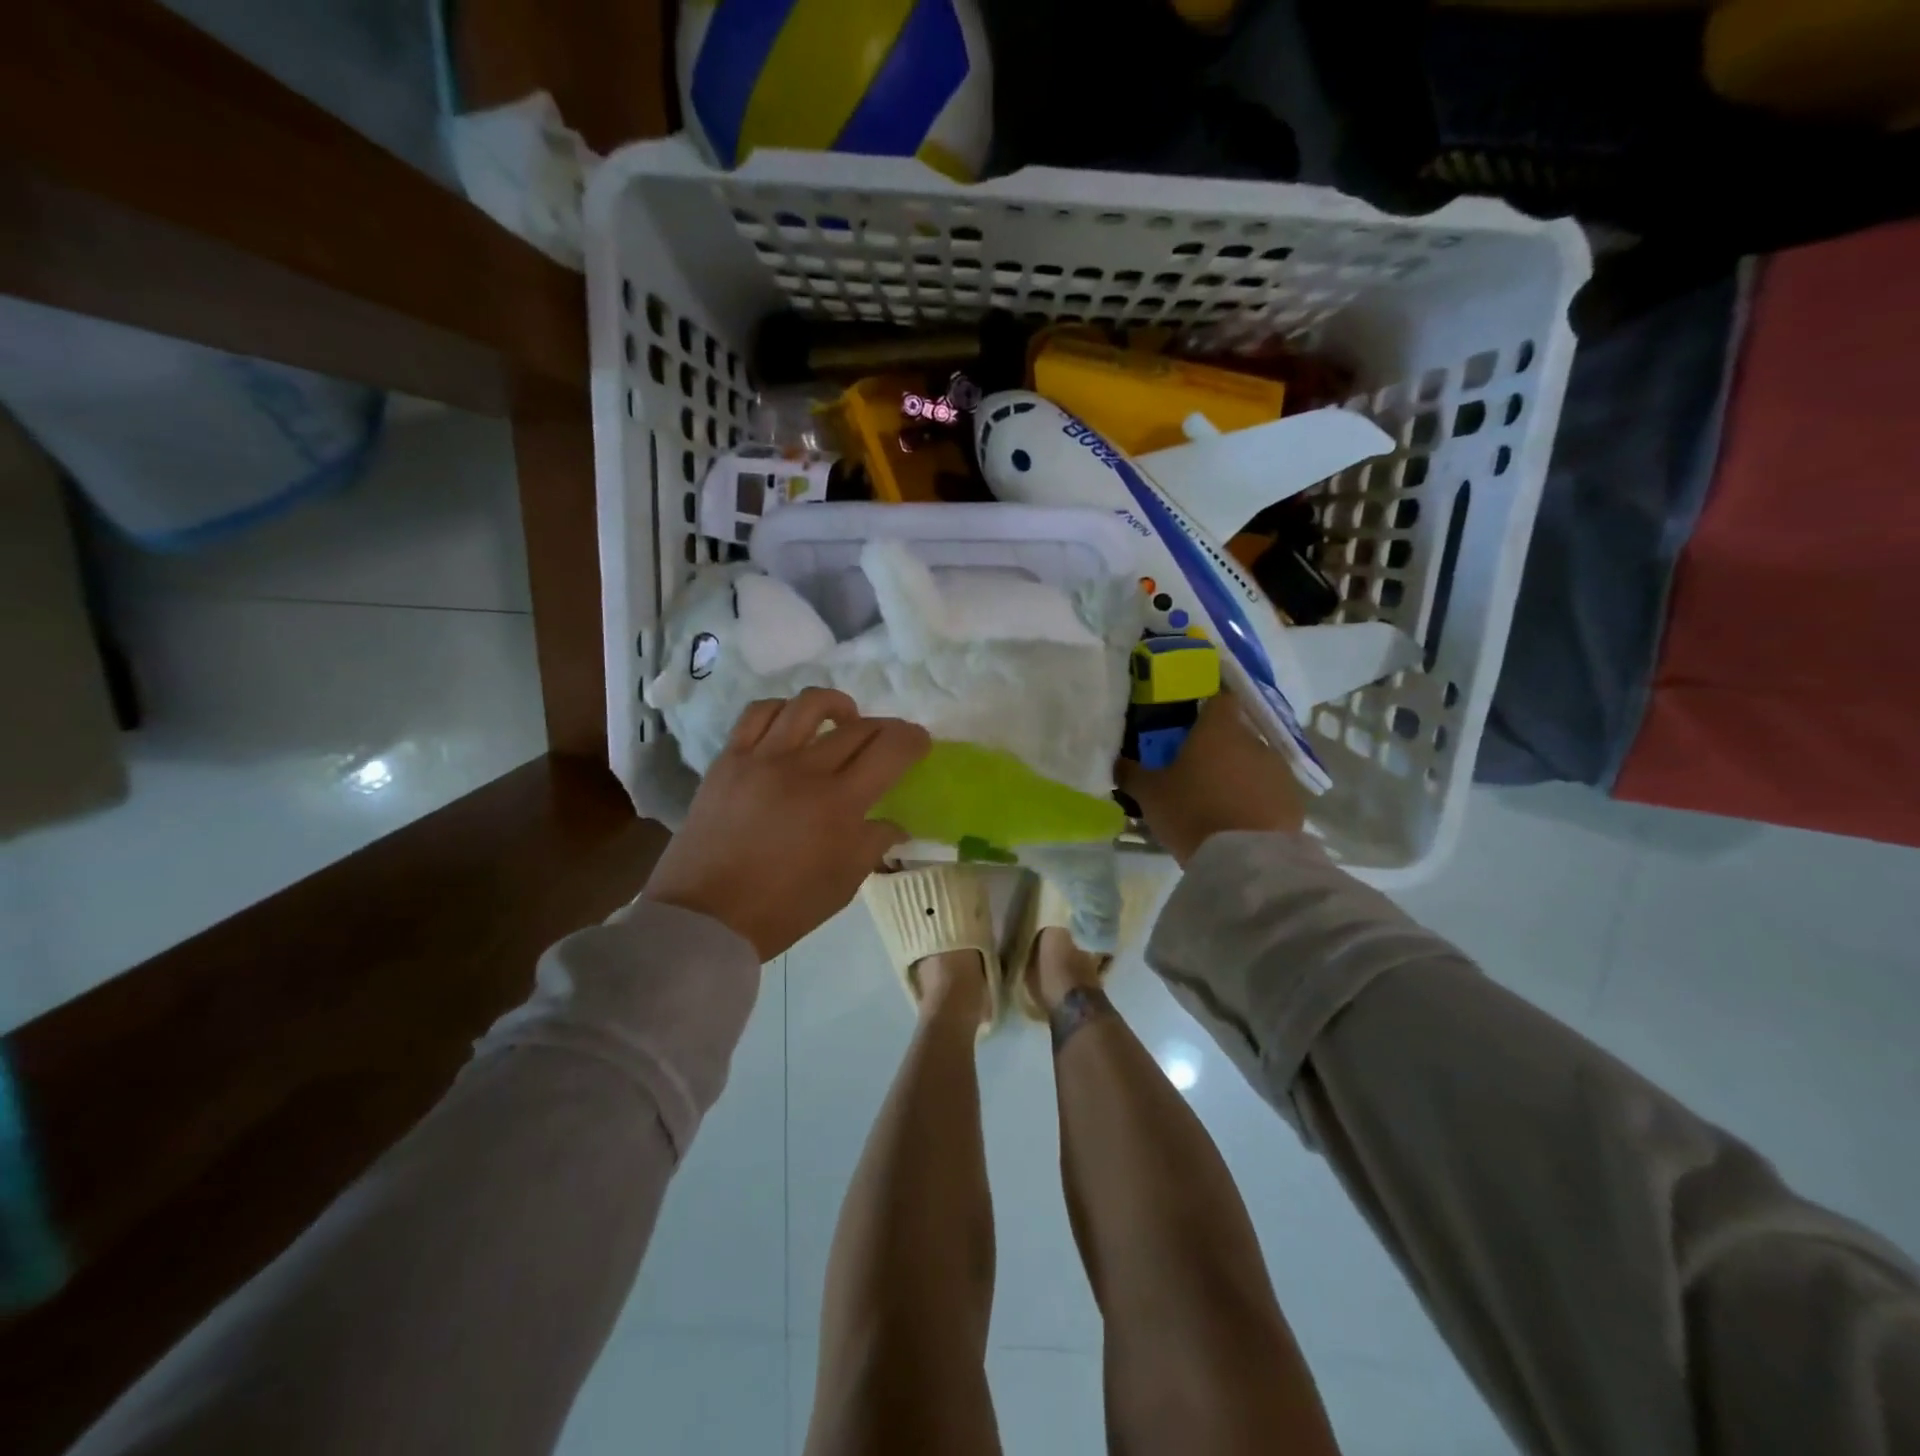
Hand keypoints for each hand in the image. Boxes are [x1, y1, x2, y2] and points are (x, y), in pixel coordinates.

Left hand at [643, 688, 930, 958]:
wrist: (704, 918)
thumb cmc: (782, 908)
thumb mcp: (843, 884)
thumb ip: (874, 844)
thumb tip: (895, 823)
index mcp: (840, 804)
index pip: (890, 749)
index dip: (913, 739)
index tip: (920, 742)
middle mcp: (805, 770)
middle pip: (858, 727)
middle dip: (885, 728)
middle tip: (888, 741)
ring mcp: (763, 759)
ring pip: (808, 705)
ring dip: (837, 706)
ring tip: (843, 719)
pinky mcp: (729, 759)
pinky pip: (759, 713)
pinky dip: (784, 710)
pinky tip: (793, 724)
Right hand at [1117, 691, 1305, 865]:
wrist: (1245, 860)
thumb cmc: (1192, 812)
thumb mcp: (1150, 794)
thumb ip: (1132, 773)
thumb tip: (1117, 761)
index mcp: (1218, 729)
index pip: (1219, 699)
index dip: (1206, 708)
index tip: (1191, 723)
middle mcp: (1254, 740)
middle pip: (1236, 734)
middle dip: (1219, 748)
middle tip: (1196, 771)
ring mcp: (1279, 770)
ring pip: (1254, 763)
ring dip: (1239, 774)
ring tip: (1218, 801)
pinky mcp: (1295, 800)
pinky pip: (1270, 791)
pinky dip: (1257, 799)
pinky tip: (1240, 821)